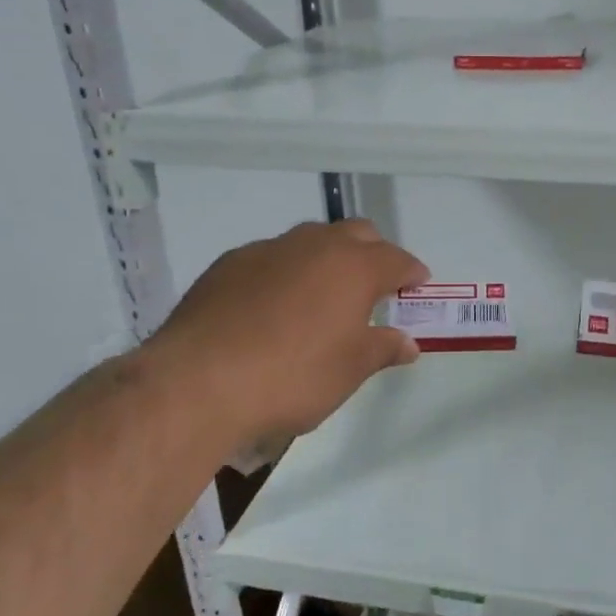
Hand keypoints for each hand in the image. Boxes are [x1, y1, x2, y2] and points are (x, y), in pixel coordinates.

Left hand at [139, 219, 427, 462]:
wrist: (197, 382)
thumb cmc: (292, 377)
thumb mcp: (349, 371)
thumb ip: (383, 349)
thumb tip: (408, 342)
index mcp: (353, 267)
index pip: (397, 259)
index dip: (412, 272)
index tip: (418, 286)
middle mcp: (314, 245)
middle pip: (357, 234)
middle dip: (373, 253)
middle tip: (374, 287)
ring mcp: (268, 249)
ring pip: (311, 240)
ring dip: (327, 259)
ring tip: (323, 295)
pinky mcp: (229, 263)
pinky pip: (271, 257)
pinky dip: (285, 272)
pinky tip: (273, 306)